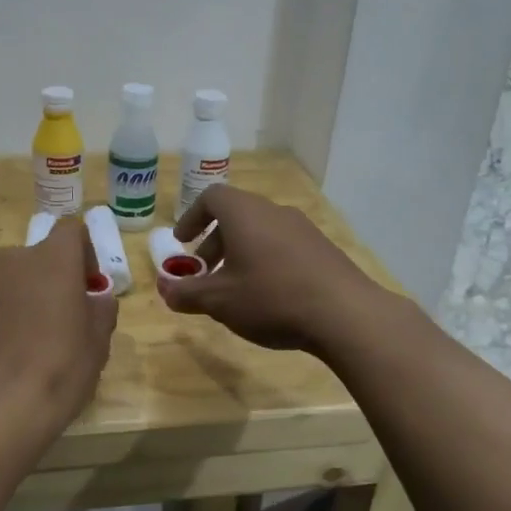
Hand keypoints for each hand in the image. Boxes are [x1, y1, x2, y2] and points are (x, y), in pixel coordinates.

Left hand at [0, 217, 116, 431]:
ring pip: (14, 281)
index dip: (84, 253)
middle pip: (40, 258)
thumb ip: (100, 307)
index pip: (71, 231)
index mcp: (52, 258)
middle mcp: (12, 260)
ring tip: (35, 340)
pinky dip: (5, 317)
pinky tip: (11, 353)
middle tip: (64, 318)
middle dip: (53, 279)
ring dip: (27, 298)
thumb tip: (94, 297)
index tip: (88, 286)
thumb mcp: (99, 339)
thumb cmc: (60, 366)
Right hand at [159, 185, 389, 353]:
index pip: (211, 197)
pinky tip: (269, 296)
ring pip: (261, 231)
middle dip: (214, 242)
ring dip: (241, 253)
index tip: (183, 243)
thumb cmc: (271, 298)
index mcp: (244, 214)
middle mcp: (274, 211)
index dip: (192, 217)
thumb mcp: (219, 301)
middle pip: (237, 215)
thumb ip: (187, 293)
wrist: (345, 314)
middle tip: (205, 272)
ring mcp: (303, 229)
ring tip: (235, 289)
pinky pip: (284, 246)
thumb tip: (165, 291)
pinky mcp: (323, 249)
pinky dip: (266, 261)